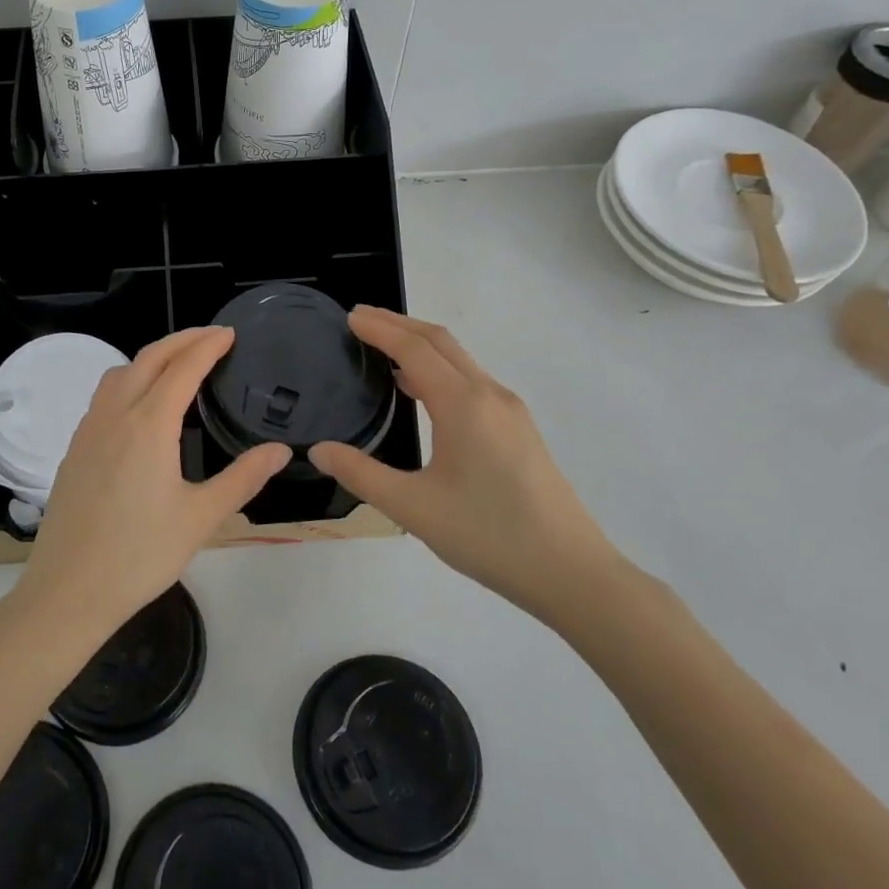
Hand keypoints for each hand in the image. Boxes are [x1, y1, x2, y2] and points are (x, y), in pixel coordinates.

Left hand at [8, 326, 290, 644]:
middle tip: (211, 337)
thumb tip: (282, 450)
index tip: (230, 333)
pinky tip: (140, 405)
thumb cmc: (140, 555)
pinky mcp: (74, 449)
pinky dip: (128, 380)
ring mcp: (88, 431)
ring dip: (151, 357)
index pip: (182, 368)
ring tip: (178, 364)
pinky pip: (103, 396)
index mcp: (148, 425)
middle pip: (148, 359)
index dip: (207, 346)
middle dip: (181, 340)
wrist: (69, 590)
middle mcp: (115, 416)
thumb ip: (243, 478)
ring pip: (119, 373)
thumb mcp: (202, 518)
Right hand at [309, 306, 618, 624]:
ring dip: (421, 345)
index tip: (349, 317)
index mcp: (463, 404)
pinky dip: (440, 369)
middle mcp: (490, 395)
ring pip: (460, 360)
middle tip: (360, 319)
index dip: (380, 329)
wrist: (570, 571)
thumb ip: (361, 474)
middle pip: (440, 342)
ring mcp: (510, 411)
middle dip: (399, 324)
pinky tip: (422, 391)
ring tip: (384, 348)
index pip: (414, 349)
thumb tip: (318, 450)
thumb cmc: (488, 535)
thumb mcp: (413, 508)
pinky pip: (472, 381)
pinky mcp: (520, 430)